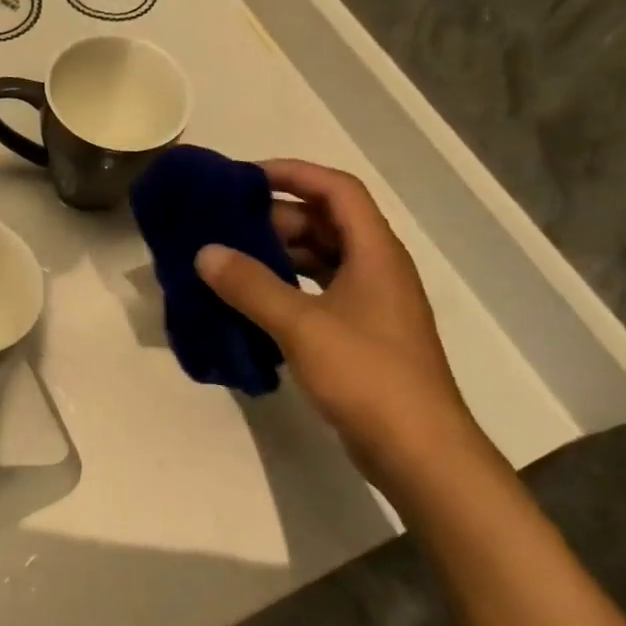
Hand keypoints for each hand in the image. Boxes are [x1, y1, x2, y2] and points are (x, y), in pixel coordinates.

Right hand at [196, 160, 475, 476]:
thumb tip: (205, 253)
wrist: (419, 453)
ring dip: (278, 253)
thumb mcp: (302, 325)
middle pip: (325, 222)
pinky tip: (250, 301)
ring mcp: (369, 304)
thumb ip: (251, 285)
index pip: (336, 189)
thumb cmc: (367, 376)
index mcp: (375, 252)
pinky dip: (285, 287)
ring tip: (229, 259)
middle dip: (275, 217)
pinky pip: (317, 292)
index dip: (293, 173)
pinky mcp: (359, 335)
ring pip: (320, 259)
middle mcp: (376, 269)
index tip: (245, 178)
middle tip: (224, 225)